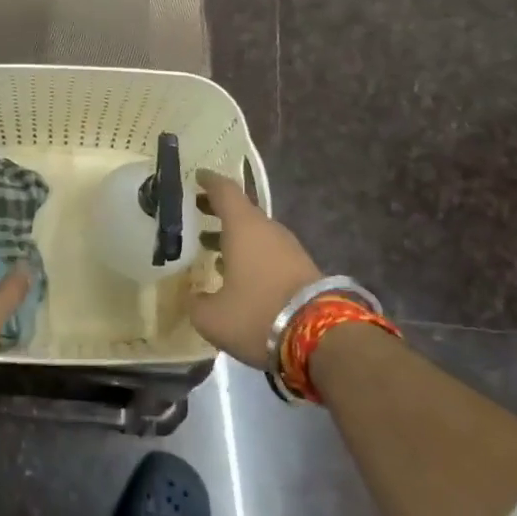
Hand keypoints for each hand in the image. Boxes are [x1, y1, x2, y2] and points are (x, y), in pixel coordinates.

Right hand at [190, 170, 323, 368]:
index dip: (208, 182)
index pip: (224, 191)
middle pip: (241, 211)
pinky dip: (250, 254)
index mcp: (243, 228)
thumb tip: (193, 297)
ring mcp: (289, 249)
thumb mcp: (212, 317)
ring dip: (234, 236)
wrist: (323, 339)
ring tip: (211, 247)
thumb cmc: (257, 315)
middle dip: (217, 211)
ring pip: (256, 233)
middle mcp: (268, 230)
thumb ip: (196, 302)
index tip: (196, 176)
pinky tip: (238, 274)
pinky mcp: (303, 269)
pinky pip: (269, 252)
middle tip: (196, 213)